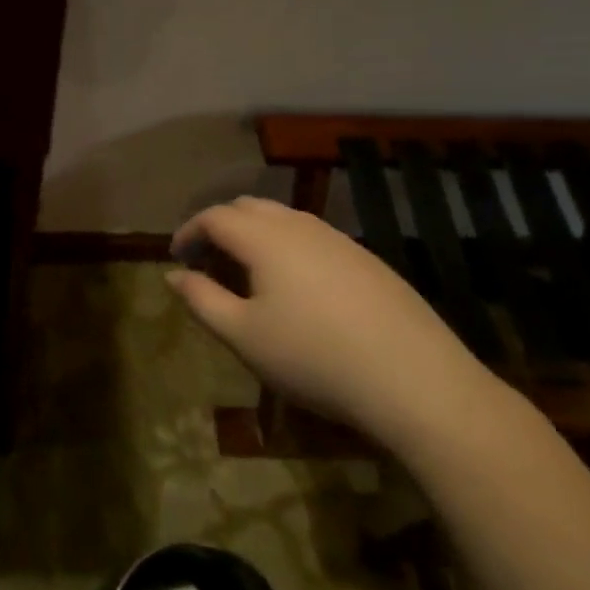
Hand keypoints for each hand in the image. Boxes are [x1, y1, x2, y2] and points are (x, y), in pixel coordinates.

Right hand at [166, 197, 504, 447]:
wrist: (416, 381)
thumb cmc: (314, 358)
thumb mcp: (243, 336)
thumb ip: (201, 299)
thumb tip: (173, 275)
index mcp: (265, 238)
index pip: (214, 216)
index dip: (189, 232)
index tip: (177, 258)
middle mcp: (300, 226)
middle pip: (248, 207)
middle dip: (220, 227)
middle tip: (208, 263)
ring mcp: (340, 240)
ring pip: (284, 219)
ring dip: (255, 235)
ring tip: (248, 274)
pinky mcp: (369, 260)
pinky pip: (314, 237)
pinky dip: (287, 247)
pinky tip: (296, 288)